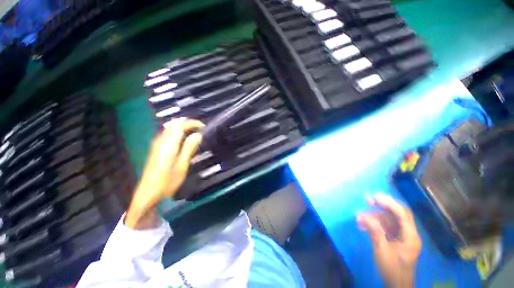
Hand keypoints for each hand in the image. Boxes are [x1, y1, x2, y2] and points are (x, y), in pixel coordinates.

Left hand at [125, 118, 203, 228]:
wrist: (148, 193)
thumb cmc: (167, 182)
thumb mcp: (182, 166)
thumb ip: (189, 148)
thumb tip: (198, 135)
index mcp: (168, 145)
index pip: (180, 126)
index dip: (192, 123)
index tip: (203, 126)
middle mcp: (161, 141)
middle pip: (173, 125)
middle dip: (187, 123)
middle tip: (200, 129)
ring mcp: (157, 145)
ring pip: (169, 129)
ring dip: (182, 127)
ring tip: (194, 132)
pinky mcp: (156, 149)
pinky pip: (167, 134)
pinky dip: (177, 132)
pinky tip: (183, 139)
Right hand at [357, 194, 421, 287]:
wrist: (396, 284)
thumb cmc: (392, 269)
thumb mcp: (382, 251)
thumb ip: (375, 232)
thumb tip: (364, 216)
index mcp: (410, 236)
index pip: (402, 214)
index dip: (389, 203)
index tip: (374, 197)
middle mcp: (408, 233)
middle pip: (398, 214)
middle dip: (383, 205)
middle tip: (368, 200)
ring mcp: (402, 236)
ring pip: (389, 219)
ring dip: (375, 216)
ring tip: (359, 217)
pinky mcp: (396, 238)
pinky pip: (385, 226)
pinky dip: (375, 223)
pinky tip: (363, 225)